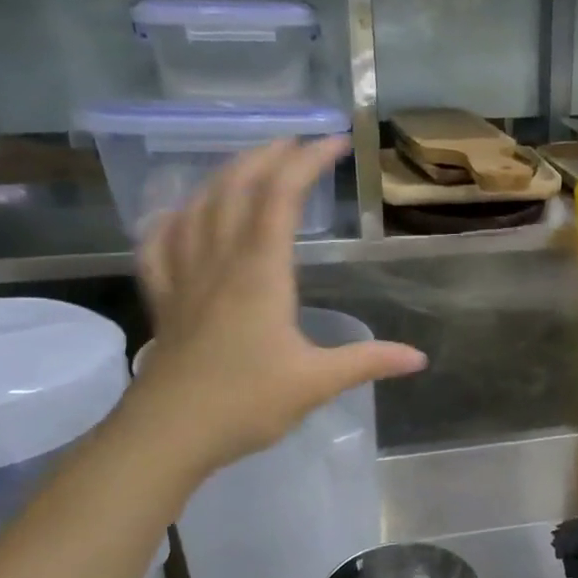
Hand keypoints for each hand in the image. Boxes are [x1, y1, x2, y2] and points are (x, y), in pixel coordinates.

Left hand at [128, 137, 426, 483]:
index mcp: (260, 274)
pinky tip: (178, 213)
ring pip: (198, 208)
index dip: (307, 162)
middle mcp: (219, 262)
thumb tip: (419, 358)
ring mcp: (184, 278)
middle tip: (295, 143)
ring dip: (224, 176)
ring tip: (248, 164)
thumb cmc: (245, 403)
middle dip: (267, 157)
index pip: (281, 198)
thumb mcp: (316, 383)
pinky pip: (159, 245)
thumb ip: (368, 362)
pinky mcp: (164, 300)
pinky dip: (170, 219)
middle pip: (236, 189)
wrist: (167, 434)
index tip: (333, 142)